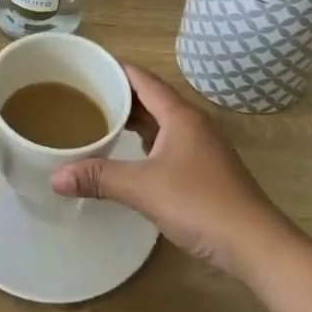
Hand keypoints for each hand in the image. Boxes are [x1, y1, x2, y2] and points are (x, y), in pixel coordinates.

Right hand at [50, 63, 291, 275]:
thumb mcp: (144, 189)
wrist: (255, 244)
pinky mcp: (206, 168)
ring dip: (134, 118)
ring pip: (161, 120)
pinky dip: (147, 140)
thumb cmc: (201, 204)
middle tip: (83, 96)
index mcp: (180, 115)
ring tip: (101, 121)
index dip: (114, 69)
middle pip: (151, 97)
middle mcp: (193, 122)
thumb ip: (100, 178)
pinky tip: (130, 154)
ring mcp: (202, 145)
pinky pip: (169, 140)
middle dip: (119, 94)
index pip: (142, 79)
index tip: (84, 67)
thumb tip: (55, 176)